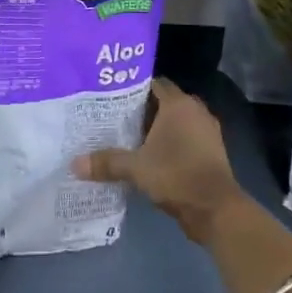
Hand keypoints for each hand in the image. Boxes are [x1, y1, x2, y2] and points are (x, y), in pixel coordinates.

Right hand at [73, 79, 244, 242]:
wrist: (216, 209)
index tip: (110, 95)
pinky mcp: (211, 152)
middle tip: (113, 116)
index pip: (153, 83)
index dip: (132, 87)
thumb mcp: (136, 168)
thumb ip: (106, 162)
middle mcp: (195, 111)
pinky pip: (185, 138)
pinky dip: (169, 143)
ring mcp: (207, 132)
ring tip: (127, 136)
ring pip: (175, 122)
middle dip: (140, 109)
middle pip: (163, 102)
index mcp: (179, 104)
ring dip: (155, 129)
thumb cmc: (176, 175)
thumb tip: (74, 164)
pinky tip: (149, 155)